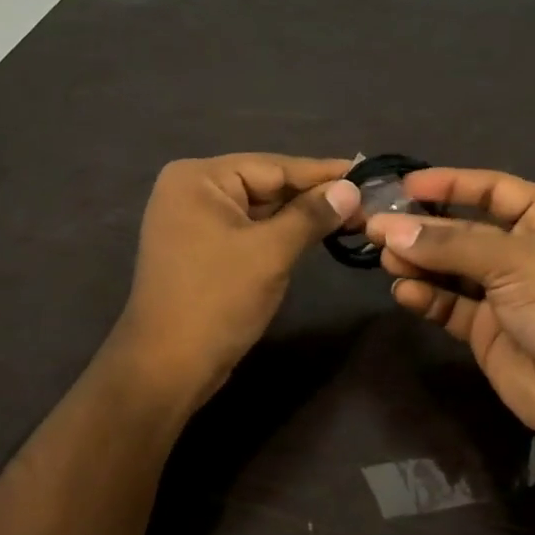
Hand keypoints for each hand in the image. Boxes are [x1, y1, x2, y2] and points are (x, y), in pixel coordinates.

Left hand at [111, 154, 359, 408]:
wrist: (167, 368)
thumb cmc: (217, 300)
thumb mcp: (271, 252)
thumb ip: (312, 215)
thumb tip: (351, 189)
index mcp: (198, 178)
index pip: (274, 167)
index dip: (324, 173)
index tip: (368, 173)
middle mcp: (192, 191)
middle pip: (266, 185)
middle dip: (315, 197)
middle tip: (367, 202)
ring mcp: (194, 222)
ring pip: (260, 210)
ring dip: (302, 217)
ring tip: (353, 217)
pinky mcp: (202, 250)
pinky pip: (249, 231)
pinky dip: (281, 234)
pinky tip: (317, 235)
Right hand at [367, 168, 534, 457]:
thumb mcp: (512, 258)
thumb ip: (448, 245)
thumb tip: (389, 230)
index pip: (494, 189)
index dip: (452, 184)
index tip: (406, 185)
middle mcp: (527, 253)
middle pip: (466, 231)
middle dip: (424, 228)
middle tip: (377, 227)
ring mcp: (507, 294)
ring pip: (452, 270)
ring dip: (420, 262)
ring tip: (386, 259)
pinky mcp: (488, 332)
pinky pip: (451, 306)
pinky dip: (428, 297)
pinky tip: (406, 292)